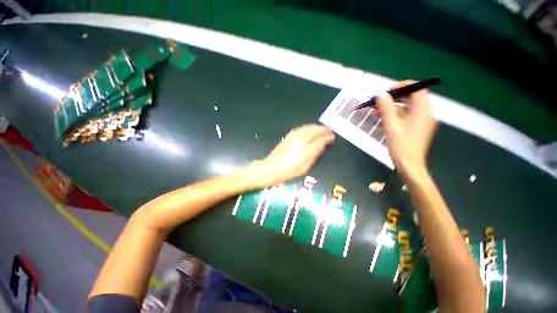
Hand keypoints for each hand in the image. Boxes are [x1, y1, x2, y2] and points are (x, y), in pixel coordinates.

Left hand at [245, 125, 333, 187]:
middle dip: (322, 129)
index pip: (319, 137)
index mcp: (305, 144)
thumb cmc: (289, 170)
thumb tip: (323, 143)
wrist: (271, 169)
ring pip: (306, 127)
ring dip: (314, 127)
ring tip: (320, 129)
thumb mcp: (305, 165)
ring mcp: (292, 136)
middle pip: (313, 129)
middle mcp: (299, 137)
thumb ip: (315, 152)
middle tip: (328, 130)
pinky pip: (300, 129)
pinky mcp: (287, 137)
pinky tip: (308, 130)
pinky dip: (306, 128)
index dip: (327, 136)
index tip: (332, 136)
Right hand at [376, 81, 437, 178]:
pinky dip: (396, 114)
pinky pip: (407, 116)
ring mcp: (422, 121)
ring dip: (393, 106)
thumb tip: (379, 94)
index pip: (417, 88)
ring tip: (377, 110)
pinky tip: (383, 119)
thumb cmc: (401, 145)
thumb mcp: (391, 125)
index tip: (387, 90)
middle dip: (395, 97)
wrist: (410, 164)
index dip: (402, 86)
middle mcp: (425, 113)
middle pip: (412, 97)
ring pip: (408, 107)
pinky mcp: (417, 128)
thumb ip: (386, 108)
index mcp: (422, 110)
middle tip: (380, 101)